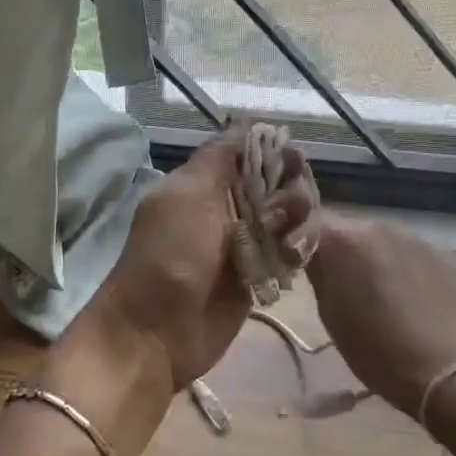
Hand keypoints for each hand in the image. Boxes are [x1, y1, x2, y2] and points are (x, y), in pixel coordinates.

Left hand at [91, 123, 317, 391]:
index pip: (252, 154)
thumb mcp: (187, 196)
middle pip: (277, 184)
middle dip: (293, 190)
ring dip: (299, 222)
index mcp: (205, 183)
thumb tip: (242, 122)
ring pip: (288, 218)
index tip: (294, 161)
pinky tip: (295, 257)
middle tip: (289, 211)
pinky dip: (298, 250)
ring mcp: (245, 243)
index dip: (276, 153)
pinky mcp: (259, 276)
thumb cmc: (168, 256)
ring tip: (290, 243)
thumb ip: (218, 158)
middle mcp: (227, 207)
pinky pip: (289, 252)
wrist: (156, 333)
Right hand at [306, 214, 455, 417]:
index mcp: (344, 240)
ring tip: (377, 292)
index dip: (298, 236)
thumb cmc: (376, 350)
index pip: (308, 220)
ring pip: (379, 239)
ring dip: (371, 256)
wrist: (448, 372)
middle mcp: (378, 226)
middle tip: (337, 280)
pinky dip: (402, 267)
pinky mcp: (443, 254)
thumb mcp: (330, 315)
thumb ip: (318, 273)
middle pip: (347, 229)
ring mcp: (415, 237)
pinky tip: (409, 297)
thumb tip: (311, 255)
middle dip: (338, 248)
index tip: (294, 258)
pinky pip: (410, 252)